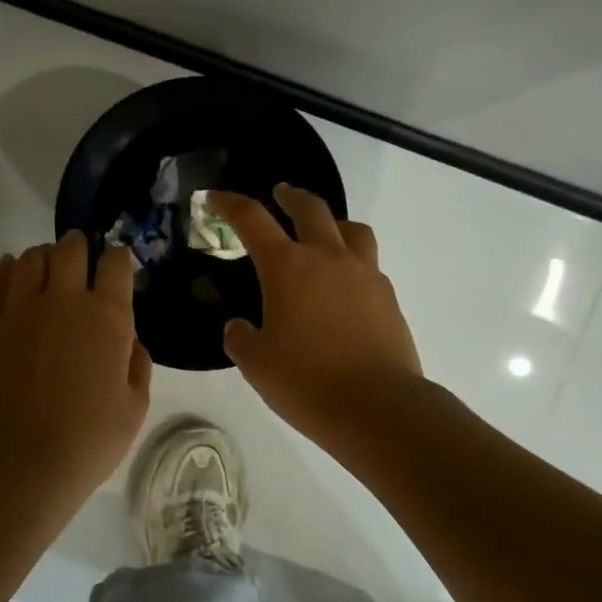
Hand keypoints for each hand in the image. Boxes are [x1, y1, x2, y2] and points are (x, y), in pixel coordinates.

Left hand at [0, 230, 152, 504]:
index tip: (117, 266)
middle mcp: (63, 300)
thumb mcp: (135, 407)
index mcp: (107, 317)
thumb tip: (128, 341)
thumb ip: (136, 364)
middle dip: (79, 247)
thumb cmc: (88, 441)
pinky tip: (12, 273)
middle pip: (70, 249)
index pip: (116, 263)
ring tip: (48, 269)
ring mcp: (18, 309)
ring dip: (45, 257)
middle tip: (81, 259)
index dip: (118, 259)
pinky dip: (7, 270)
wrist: (19, 463)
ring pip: (31, 259)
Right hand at [209, 186, 421, 450]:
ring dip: (331, 221)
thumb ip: (241, 338)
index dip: (229, 204)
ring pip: (351, 229)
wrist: (377, 406)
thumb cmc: (307, 382)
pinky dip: (352, 259)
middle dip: (290, 197)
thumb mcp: (257, 364)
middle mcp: (328, 258)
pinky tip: (344, 284)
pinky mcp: (388, 297)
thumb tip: (239, 327)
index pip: (252, 220)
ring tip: (323, 232)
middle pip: (310, 208)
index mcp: (288, 268)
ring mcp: (365, 274)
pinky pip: (369, 263)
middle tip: (279, 195)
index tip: (214, 198)